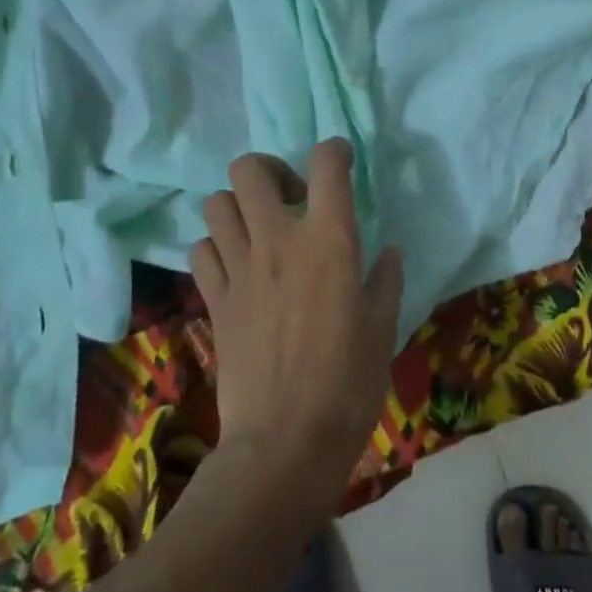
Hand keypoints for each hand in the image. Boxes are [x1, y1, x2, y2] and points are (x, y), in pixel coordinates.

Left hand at [190, 139, 403, 500]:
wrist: (286, 442)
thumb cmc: (349, 383)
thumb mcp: (383, 327)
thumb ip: (386, 280)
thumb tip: (389, 252)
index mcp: (329, 240)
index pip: (326, 164)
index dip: (334, 150)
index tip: (341, 162)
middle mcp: (278, 240)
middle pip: (249, 169)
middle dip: (269, 169)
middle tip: (290, 197)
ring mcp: (239, 268)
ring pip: (216, 204)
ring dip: (238, 207)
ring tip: (260, 230)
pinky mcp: (214, 299)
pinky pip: (202, 250)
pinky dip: (217, 246)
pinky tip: (237, 266)